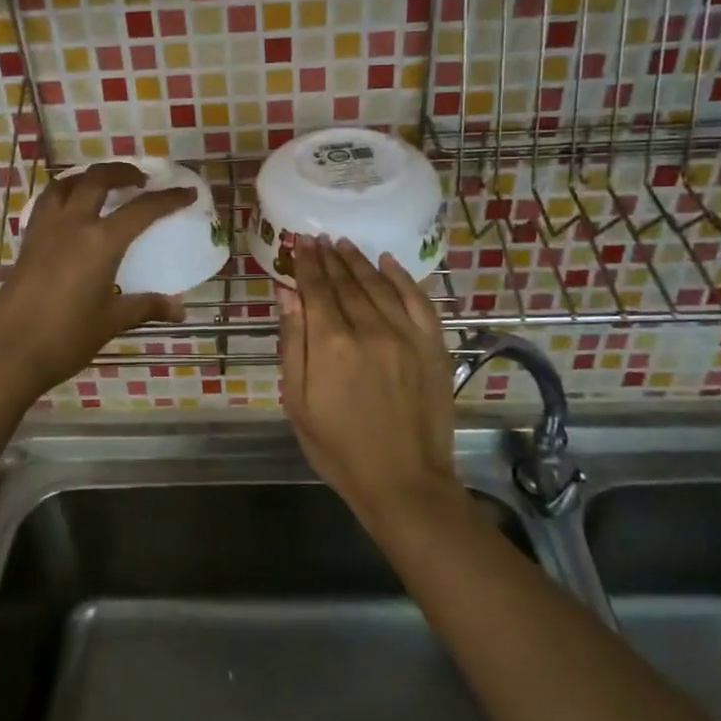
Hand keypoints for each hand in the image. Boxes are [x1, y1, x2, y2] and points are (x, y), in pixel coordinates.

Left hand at [0, 161, 197, 396]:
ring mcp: (44, 230)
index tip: (186, 192)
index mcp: (100, 242)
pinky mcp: (27, 242)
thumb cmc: (66, 337)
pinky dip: (64, 195)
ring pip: (65, 184)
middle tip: (141, 180)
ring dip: (87, 177)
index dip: (168, 199)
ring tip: (102, 186)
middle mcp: (72, 225)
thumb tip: (179, 309)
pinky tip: (71, 213)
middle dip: (122, 172)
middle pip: (97, 179)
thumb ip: (145, 307)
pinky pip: (46, 203)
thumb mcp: (111, 321)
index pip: (141, 210)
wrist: (8, 353)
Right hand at [277, 237, 462, 532]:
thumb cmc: (338, 448)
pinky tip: (388, 262)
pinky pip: (417, 300)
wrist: (403, 482)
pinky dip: (402, 278)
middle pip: (346, 282)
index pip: (316, 289)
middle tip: (319, 238)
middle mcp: (369, 329)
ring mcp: (406, 335)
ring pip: (379, 284)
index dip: (307, 263)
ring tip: (344, 244)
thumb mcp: (298, 401)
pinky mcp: (433, 346)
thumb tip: (287, 293)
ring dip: (359, 261)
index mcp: (331, 344)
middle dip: (330, 257)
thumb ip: (293, 342)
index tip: (300, 242)